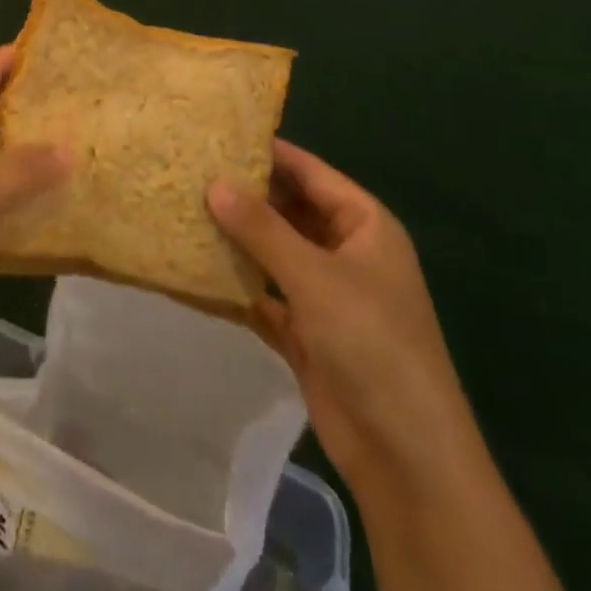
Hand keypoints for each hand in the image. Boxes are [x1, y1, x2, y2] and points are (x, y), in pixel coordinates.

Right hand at [207, 141, 472, 487]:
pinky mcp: (307, 331)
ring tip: (185, 209)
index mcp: (363, 224)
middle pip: (289, 209)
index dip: (267, 151)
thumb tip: (214, 183)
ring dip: (238, 238)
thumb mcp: (314, 276)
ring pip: (274, 251)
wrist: (406, 456)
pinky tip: (196, 268)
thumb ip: (262, 228)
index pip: (309, 172)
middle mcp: (345, 250)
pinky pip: (266, 293)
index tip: (216, 134)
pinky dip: (238, 283)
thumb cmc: (371, 343)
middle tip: (190, 171)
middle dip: (245, 194)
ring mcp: (325, 293)